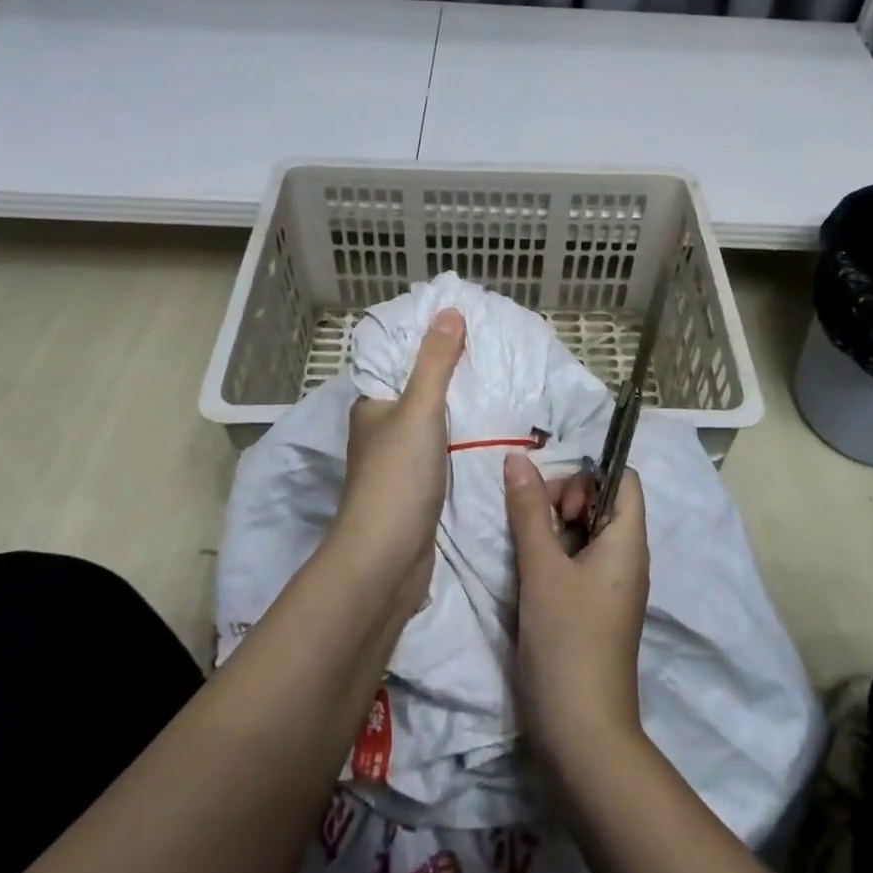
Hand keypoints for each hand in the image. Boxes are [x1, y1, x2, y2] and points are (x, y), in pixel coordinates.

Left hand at [337, 309, 465, 609]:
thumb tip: (450, 310)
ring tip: (499, 384)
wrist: (386, 561)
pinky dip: (462, 438)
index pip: (399, 360)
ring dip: (459, 407)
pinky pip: (443, 449)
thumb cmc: (397, 477)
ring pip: (432, 422)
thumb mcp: (419, 409)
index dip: (428, 340)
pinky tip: (490, 429)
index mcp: (372, 405)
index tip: (466, 323)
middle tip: (493, 352)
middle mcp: (381, 428)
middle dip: (450, 373)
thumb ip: (435, 362)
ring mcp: (399, 461)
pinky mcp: (417, 488)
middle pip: (418, 389)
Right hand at [504, 452, 648, 768]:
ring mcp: (612, 584)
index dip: (588, 473)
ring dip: (554, 528)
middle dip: (565, 498)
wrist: (582, 736)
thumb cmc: (567, 641)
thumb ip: (528, 509)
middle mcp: (627, 557)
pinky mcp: (596, 607)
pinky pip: (579, 560)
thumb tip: (516, 457)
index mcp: (628, 540)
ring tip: (528, 551)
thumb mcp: (542, 568)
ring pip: (586, 531)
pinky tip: (531, 573)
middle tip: (535, 525)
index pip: (622, 477)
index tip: (555, 496)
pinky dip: (556, 555)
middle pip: (602, 500)